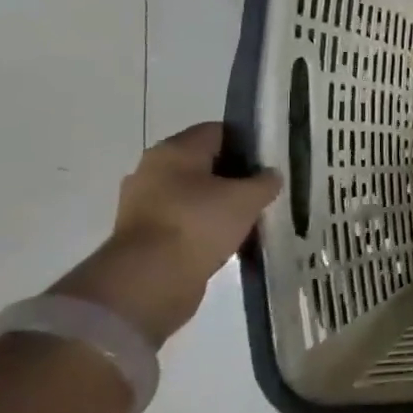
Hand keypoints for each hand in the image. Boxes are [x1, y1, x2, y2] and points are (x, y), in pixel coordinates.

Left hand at [54, 123, 281, 345]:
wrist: (149, 280)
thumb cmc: (199, 224)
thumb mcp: (247, 198)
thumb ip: (265, 182)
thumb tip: (270, 176)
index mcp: (174, 150)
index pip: (218, 131)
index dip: (247, 143)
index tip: (270, 163)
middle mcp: (153, 170)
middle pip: (204, 164)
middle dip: (234, 177)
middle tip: (263, 192)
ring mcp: (143, 204)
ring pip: (194, 195)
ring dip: (219, 205)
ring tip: (250, 220)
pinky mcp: (143, 235)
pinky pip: (183, 222)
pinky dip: (204, 229)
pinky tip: (228, 241)